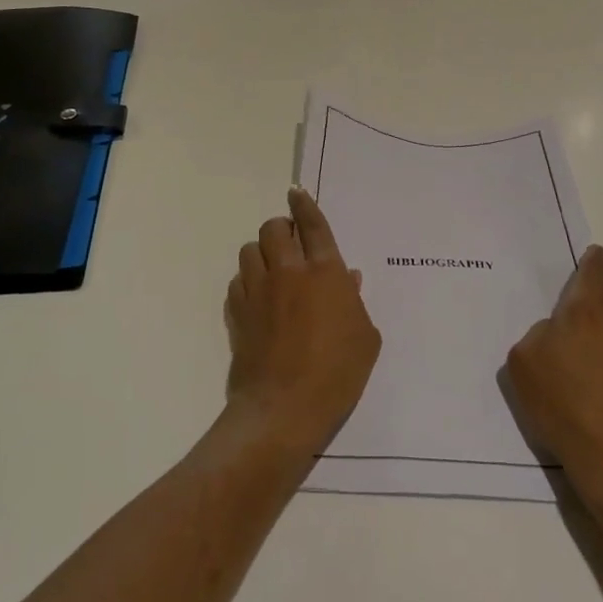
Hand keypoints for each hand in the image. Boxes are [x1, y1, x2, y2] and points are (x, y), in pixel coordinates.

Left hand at [224, 187, 381, 459]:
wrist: (284, 409)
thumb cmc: (337, 374)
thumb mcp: (365, 339)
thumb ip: (355, 302)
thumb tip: (346, 279)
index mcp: (324, 272)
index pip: (312, 225)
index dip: (304, 204)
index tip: (296, 192)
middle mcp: (288, 272)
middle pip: (274, 229)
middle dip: (281, 228)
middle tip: (291, 244)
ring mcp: (258, 290)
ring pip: (250, 250)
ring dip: (262, 252)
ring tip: (272, 269)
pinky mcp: (237, 312)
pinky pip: (237, 281)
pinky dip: (247, 281)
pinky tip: (258, 297)